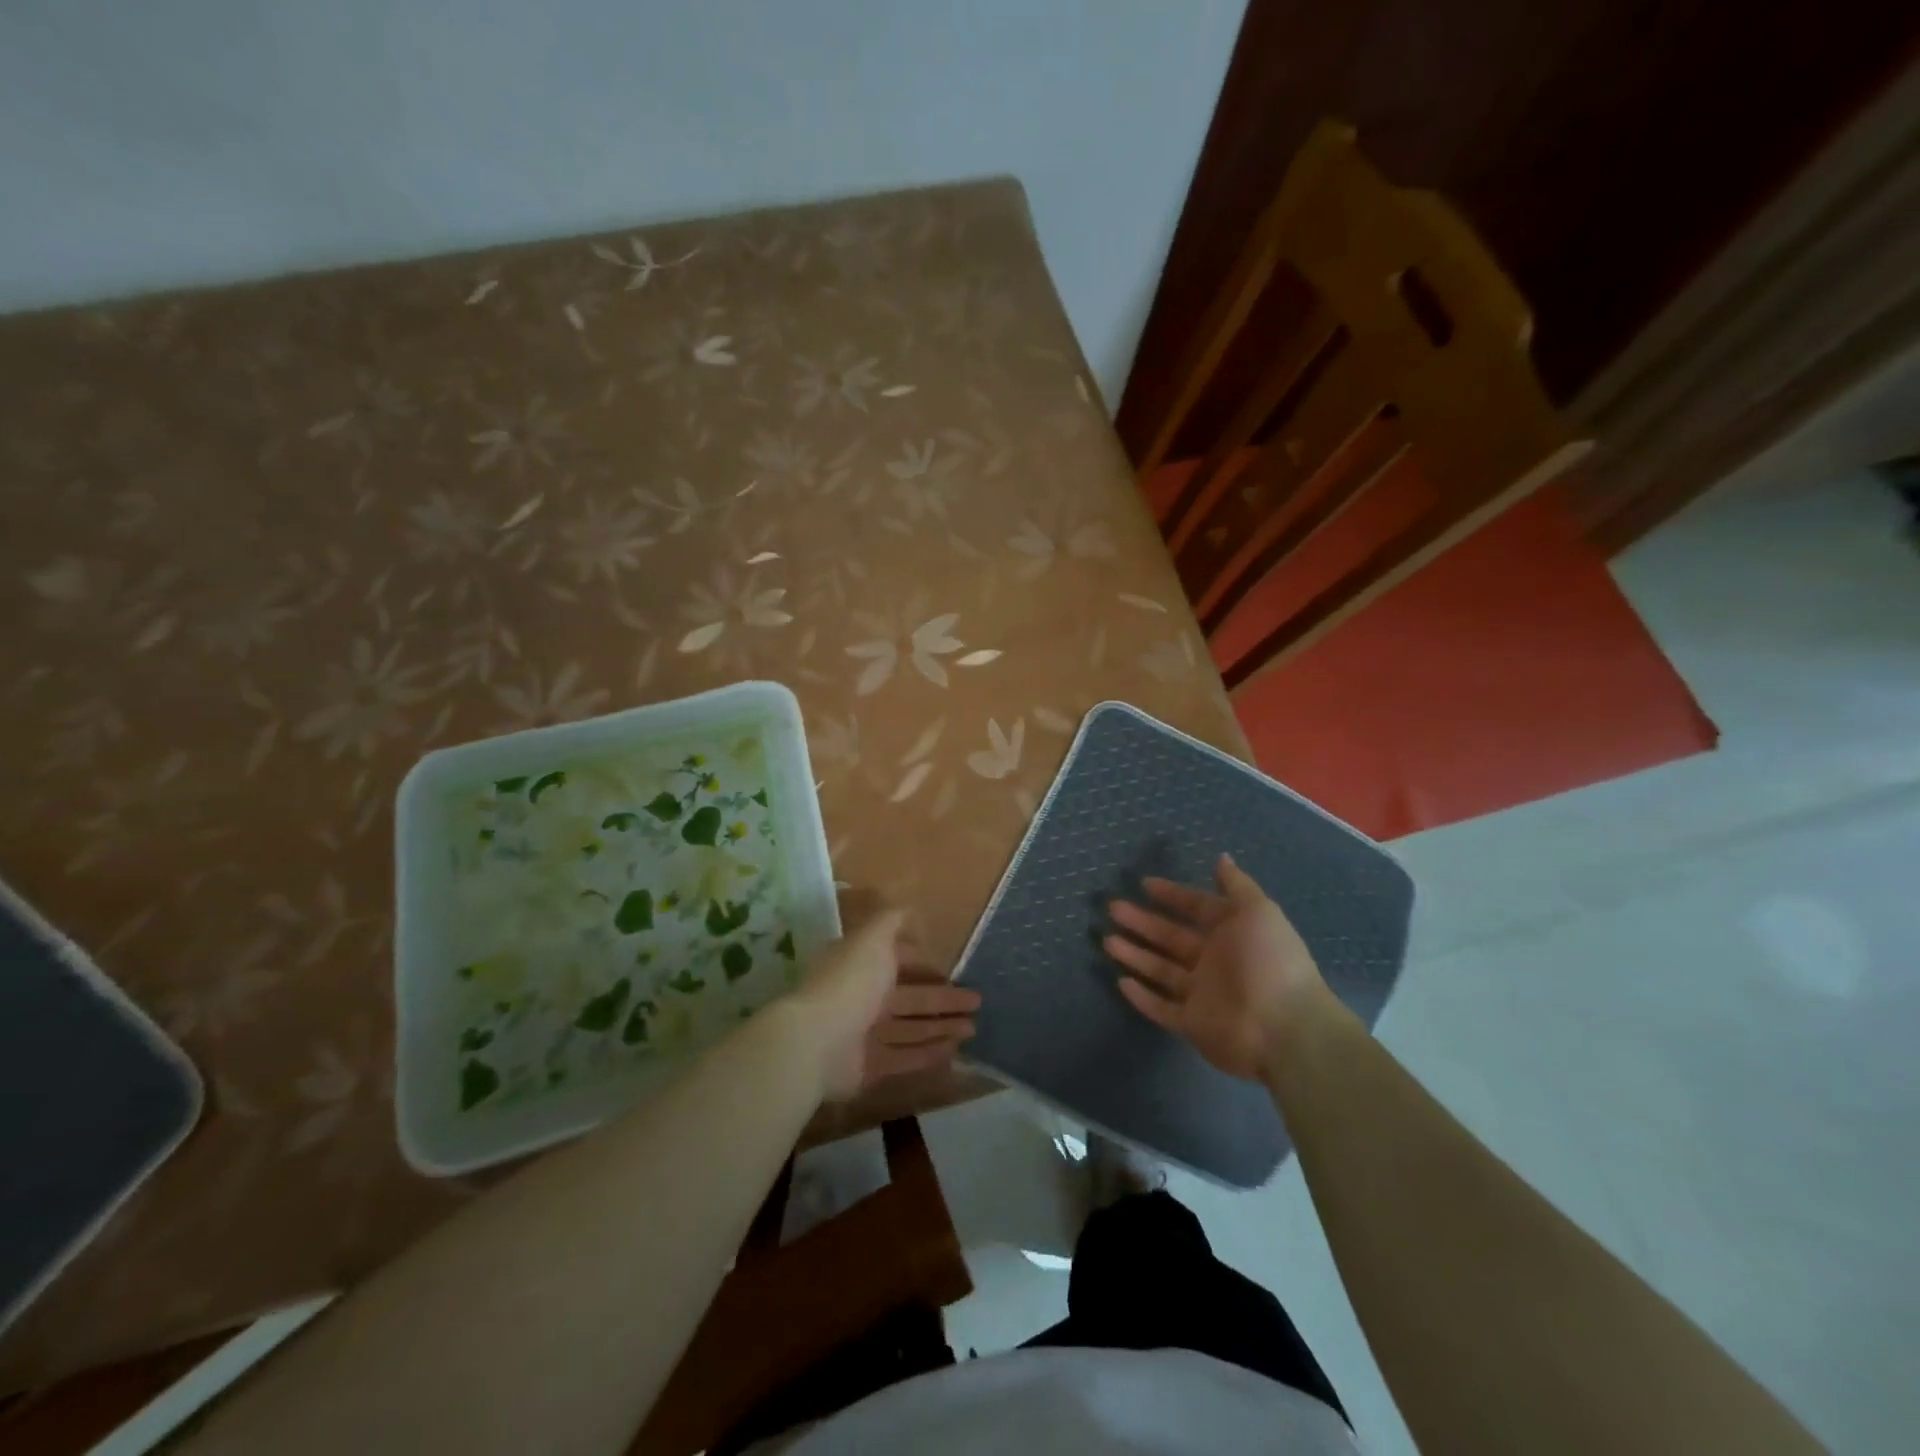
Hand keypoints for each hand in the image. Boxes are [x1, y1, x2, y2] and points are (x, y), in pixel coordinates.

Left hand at [788, 908, 979, 1100]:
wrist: (816, 1041)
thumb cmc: (849, 982)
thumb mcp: (872, 939)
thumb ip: (890, 922)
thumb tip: (906, 906)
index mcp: (860, 966)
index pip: (894, 962)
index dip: (920, 963)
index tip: (949, 968)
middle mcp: (862, 998)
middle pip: (910, 998)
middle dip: (943, 999)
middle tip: (977, 1000)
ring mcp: (864, 1035)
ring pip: (911, 1029)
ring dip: (942, 1027)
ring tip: (973, 1027)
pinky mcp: (869, 1067)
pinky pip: (905, 1057)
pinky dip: (929, 1054)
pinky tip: (955, 1051)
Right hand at [1104, 854, 1333, 1081]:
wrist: (1286, 1029)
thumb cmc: (1269, 962)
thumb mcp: (1258, 912)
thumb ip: (1236, 886)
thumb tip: (1221, 858)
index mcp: (1232, 934)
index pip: (1196, 908)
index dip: (1172, 895)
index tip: (1144, 884)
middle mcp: (1214, 962)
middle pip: (1171, 938)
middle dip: (1143, 922)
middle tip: (1113, 908)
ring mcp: (1202, 995)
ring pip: (1160, 970)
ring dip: (1135, 955)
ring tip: (1107, 940)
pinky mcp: (1192, 1024)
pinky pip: (1162, 1008)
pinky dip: (1142, 997)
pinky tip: (1120, 981)